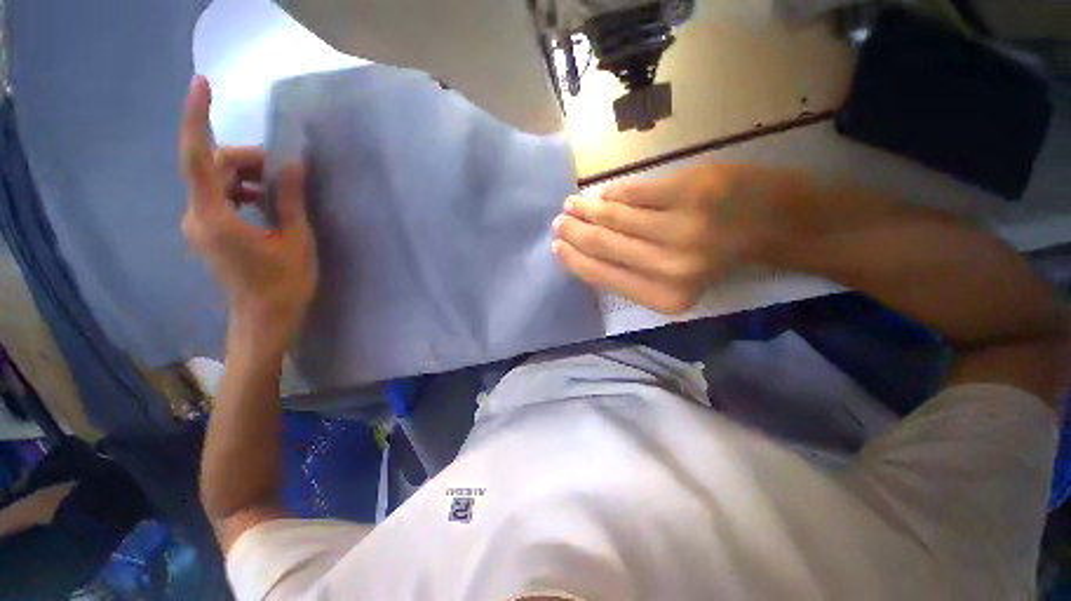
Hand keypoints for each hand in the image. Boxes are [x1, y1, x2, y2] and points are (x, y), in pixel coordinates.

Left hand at [179, 76, 316, 351]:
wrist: (265, 317)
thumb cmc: (285, 284)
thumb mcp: (296, 240)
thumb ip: (290, 200)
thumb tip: (292, 163)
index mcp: (214, 219)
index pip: (198, 159)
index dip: (197, 118)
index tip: (202, 85)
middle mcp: (197, 216)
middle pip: (212, 167)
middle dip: (247, 158)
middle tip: (284, 167)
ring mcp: (199, 224)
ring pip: (215, 181)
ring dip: (247, 175)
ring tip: (281, 186)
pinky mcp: (207, 231)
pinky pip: (218, 196)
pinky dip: (242, 190)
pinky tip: (267, 201)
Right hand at [552, 164, 806, 313]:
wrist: (780, 223)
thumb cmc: (724, 259)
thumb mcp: (677, 283)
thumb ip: (634, 275)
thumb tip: (589, 255)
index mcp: (665, 296)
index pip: (602, 276)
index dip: (574, 261)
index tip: (557, 248)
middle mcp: (669, 266)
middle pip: (603, 245)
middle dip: (574, 232)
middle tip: (559, 222)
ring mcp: (680, 227)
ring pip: (614, 217)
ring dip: (587, 209)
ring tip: (572, 204)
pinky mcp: (689, 190)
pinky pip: (635, 192)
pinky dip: (614, 192)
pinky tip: (602, 194)